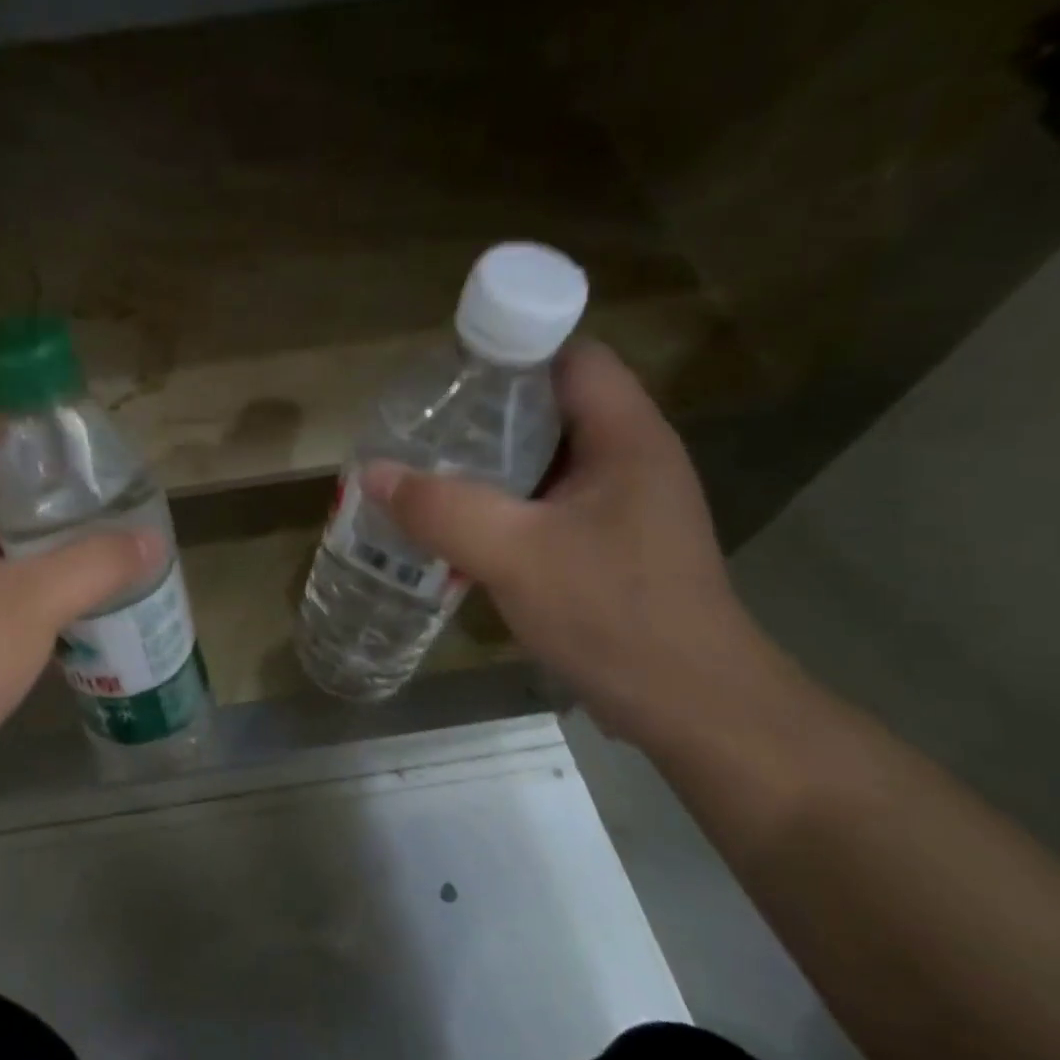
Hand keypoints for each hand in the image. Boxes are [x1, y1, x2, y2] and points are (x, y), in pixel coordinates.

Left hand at [0, 426, 158, 897]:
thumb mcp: (30, 606)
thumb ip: (94, 565)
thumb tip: (154, 540)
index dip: (17, 428)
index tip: (72, 437)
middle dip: (30, 486)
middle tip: (90, 489)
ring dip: (20, 535)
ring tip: (80, 532)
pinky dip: (6, 573)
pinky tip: (48, 590)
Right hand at [364, 339, 782, 742]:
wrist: (688, 706)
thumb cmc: (613, 614)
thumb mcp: (515, 555)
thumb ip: (441, 509)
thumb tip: (371, 473)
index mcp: (625, 437)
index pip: (570, 359)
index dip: (511, 352)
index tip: (446, 374)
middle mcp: (629, 459)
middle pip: (551, 407)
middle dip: (484, 414)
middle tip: (419, 428)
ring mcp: (621, 505)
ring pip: (544, 461)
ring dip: (488, 464)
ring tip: (424, 472)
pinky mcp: (608, 545)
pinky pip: (545, 504)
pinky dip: (501, 506)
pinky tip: (457, 527)